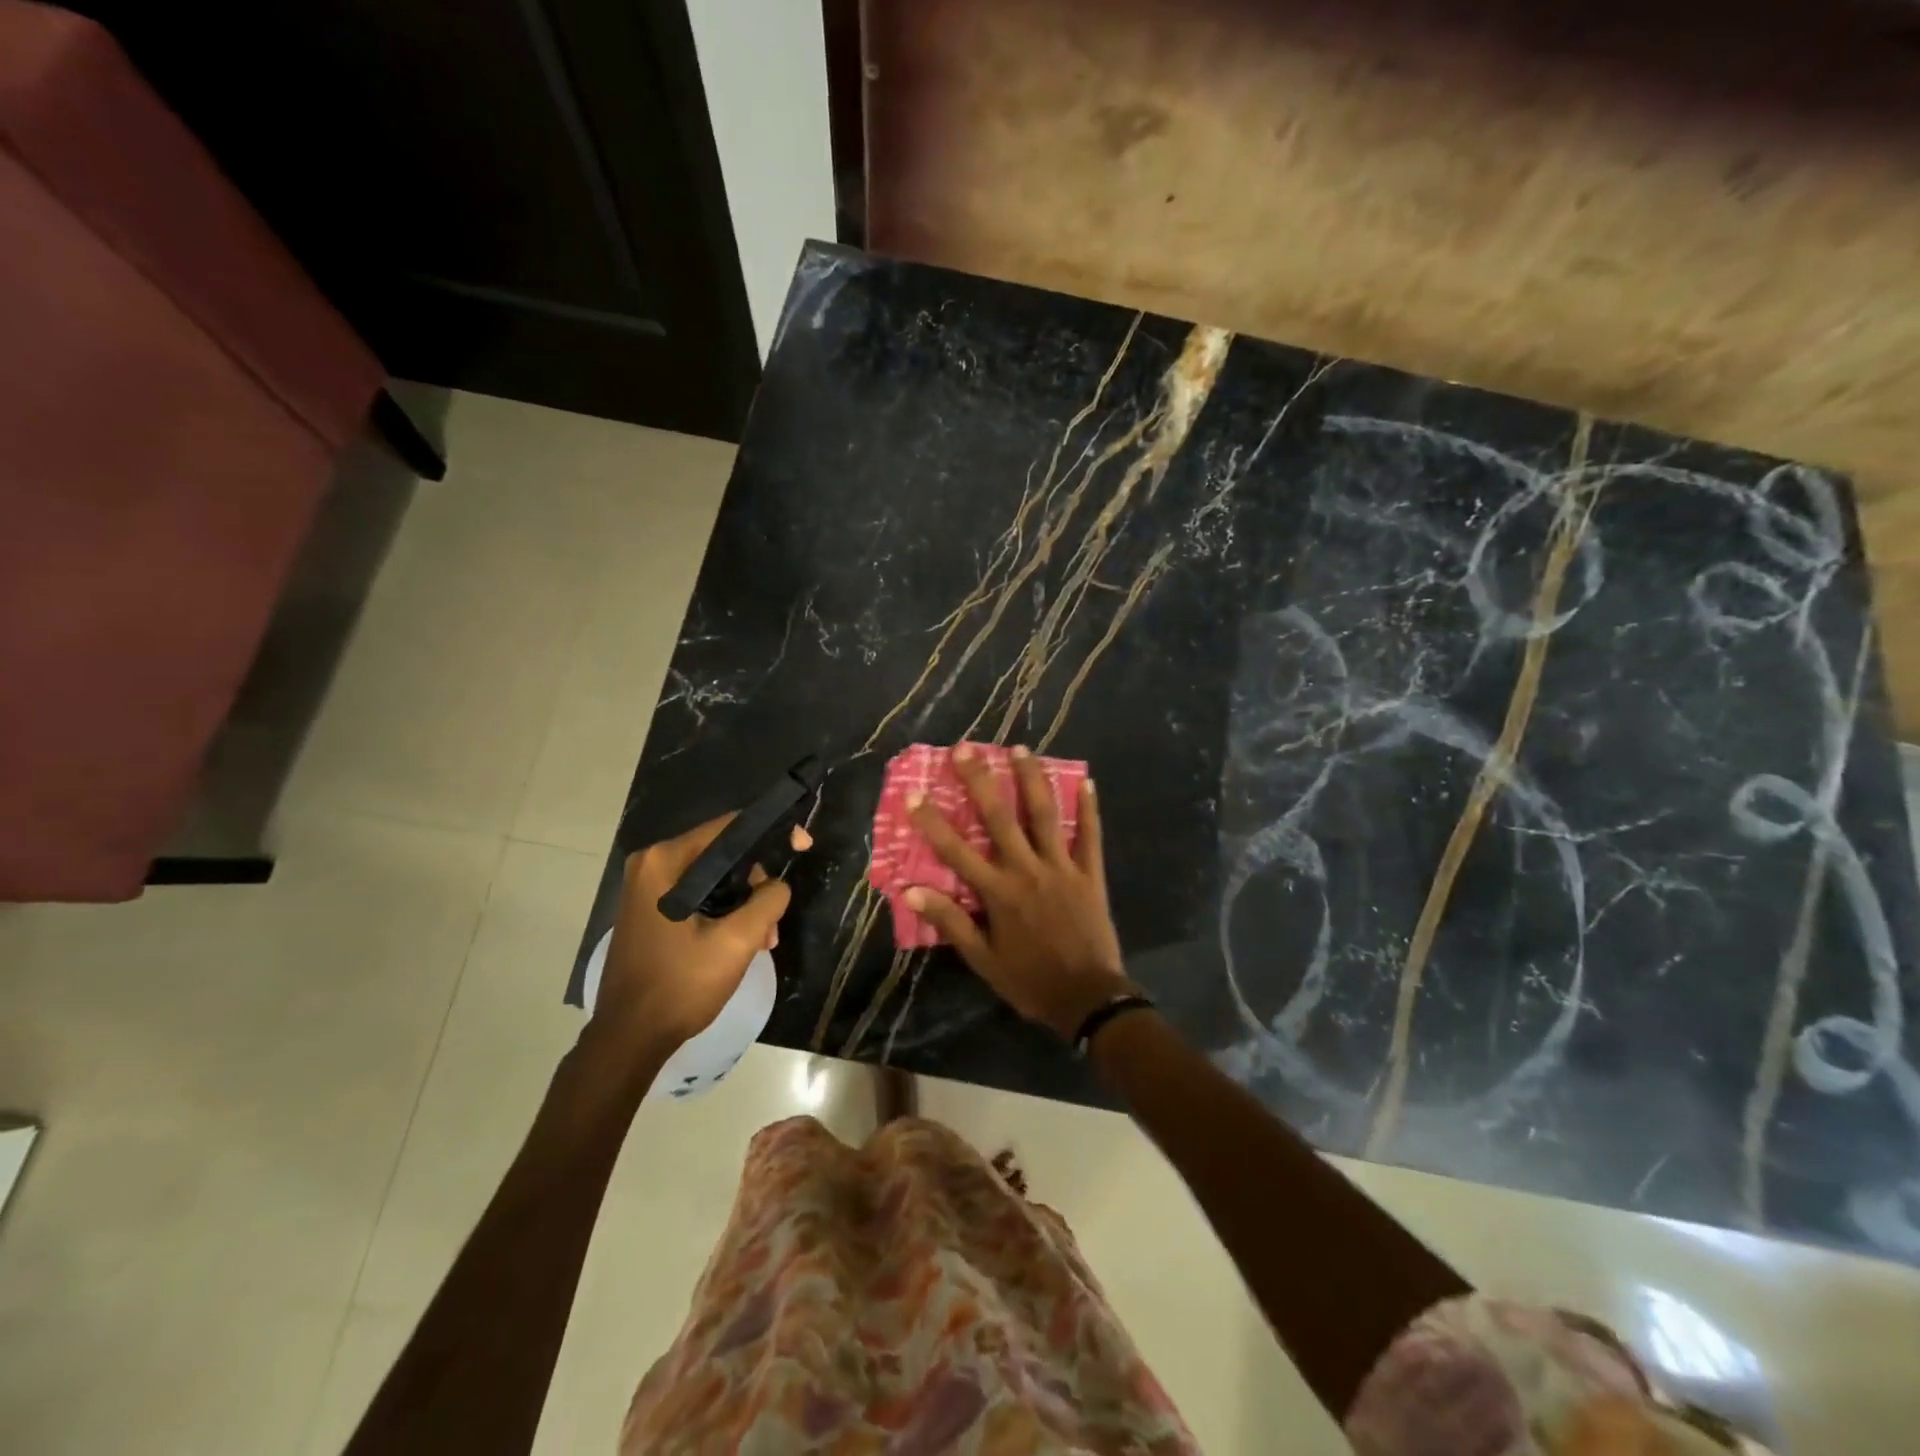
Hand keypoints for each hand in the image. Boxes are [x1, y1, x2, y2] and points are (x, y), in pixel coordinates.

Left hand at [592, 815, 808, 1052]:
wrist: (630, 1039)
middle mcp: (652, 865)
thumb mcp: (737, 941)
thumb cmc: (681, 985)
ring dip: (745, 904)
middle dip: (757, 883)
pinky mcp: (650, 911)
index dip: (771, 834)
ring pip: (715, 878)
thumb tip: (778, 885)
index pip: (729, 827)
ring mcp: (648, 889)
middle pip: (723, 854)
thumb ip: (768, 900)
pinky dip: (725, 913)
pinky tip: (742, 943)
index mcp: (665, 861)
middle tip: (774, 921)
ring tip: (763, 941)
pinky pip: (699, 896)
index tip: (803, 846)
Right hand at [905, 743, 1131, 1038]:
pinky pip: (1090, 836)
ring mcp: (1062, 868)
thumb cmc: (1030, 981)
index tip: (914, 794)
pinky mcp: (1090, 874)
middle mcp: (1027, 870)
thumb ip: (950, 922)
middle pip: (999, 817)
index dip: (932, 822)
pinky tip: (1087, 781)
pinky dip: (1089, 809)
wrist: (1088, 999)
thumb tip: (912, 891)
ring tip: (1020, 749)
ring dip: (1031, 779)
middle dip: (980, 780)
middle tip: (966, 749)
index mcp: (998, 892)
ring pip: (1045, 815)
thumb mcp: (983, 960)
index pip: (956, 851)